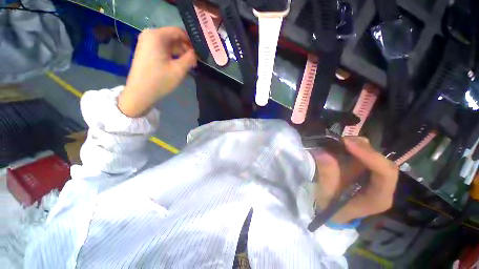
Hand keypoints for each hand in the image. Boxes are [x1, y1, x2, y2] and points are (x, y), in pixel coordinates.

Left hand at [118, 27, 196, 116]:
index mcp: (157, 35)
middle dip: (185, 48)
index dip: (191, 42)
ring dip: (180, 53)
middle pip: (173, 37)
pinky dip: (172, 55)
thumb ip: (190, 59)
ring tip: (188, 65)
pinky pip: (162, 48)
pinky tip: (178, 65)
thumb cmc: (160, 80)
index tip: (199, 53)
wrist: (140, 93)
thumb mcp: (179, 70)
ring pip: (168, 44)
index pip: (179, 32)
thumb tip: (196, 53)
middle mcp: (150, 35)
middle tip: (195, 61)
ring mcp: (146, 42)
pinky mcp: (146, 51)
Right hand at [313, 137, 398, 223]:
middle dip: (363, 149)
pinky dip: (354, 147)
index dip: (369, 156)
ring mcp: (375, 177)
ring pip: (375, 155)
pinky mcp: (366, 170)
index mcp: (378, 197)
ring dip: (358, 146)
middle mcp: (382, 186)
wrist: (332, 210)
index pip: (385, 174)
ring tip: (339, 142)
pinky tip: (341, 146)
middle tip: (341, 141)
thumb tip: (323, 153)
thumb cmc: (331, 207)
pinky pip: (366, 154)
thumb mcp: (326, 196)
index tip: (347, 144)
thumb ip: (327, 176)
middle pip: (383, 162)